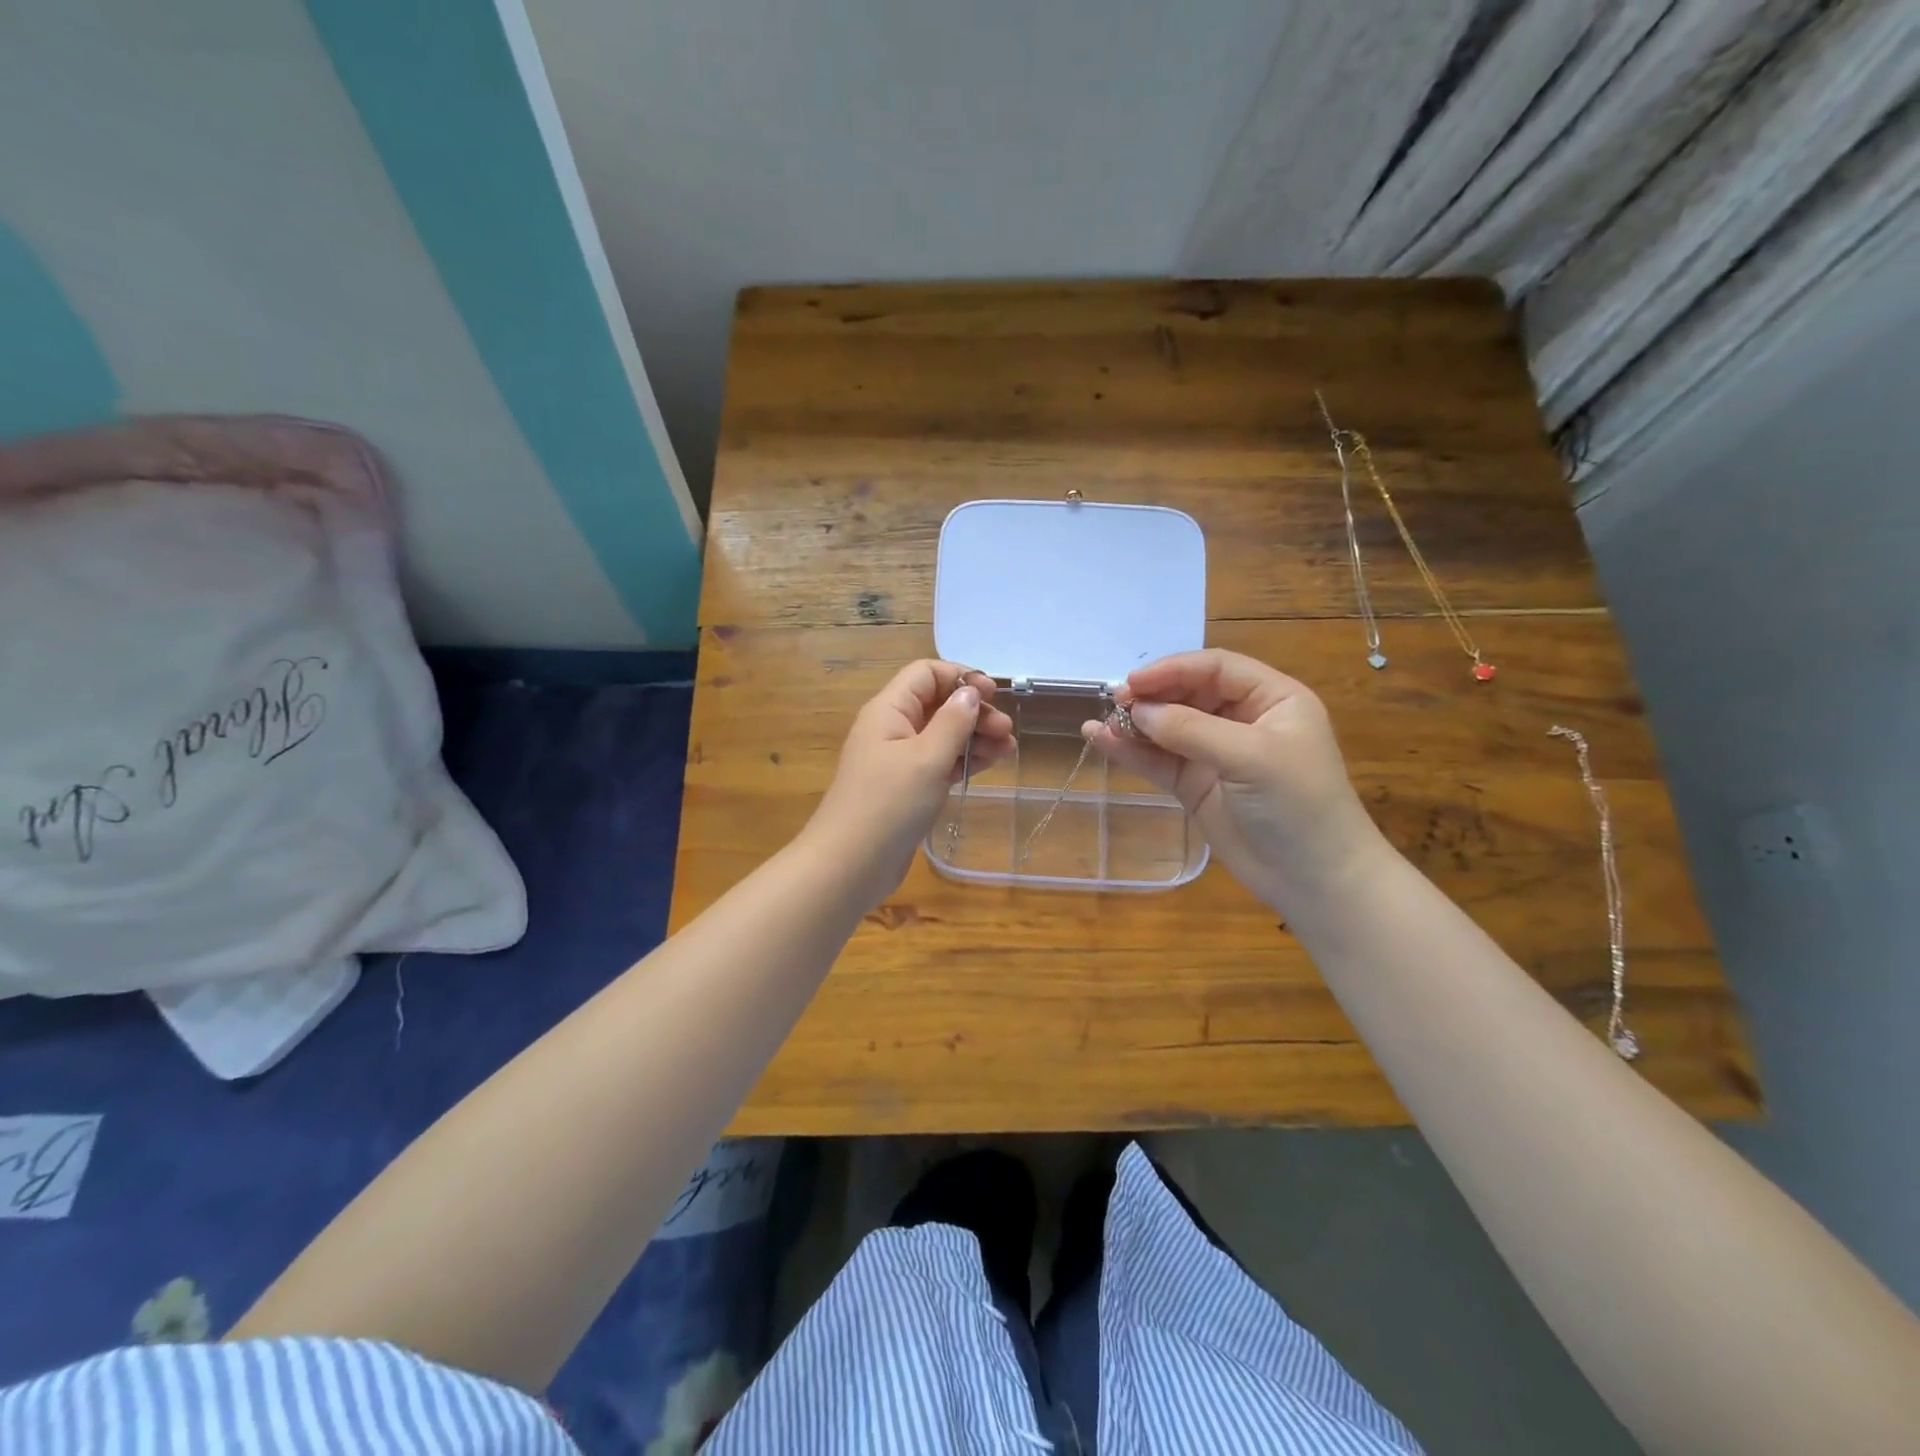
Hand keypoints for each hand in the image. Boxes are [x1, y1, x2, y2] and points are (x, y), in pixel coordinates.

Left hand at [807, 659, 1013, 904]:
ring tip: (1008, 749)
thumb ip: (953, 721)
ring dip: (975, 737)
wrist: (850, 864)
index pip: (926, 674)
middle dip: (974, 711)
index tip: (992, 694)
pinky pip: (940, 762)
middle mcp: (892, 728)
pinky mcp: (908, 788)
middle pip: (938, 704)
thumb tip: (969, 691)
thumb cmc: (888, 804)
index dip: (960, 677)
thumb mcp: (926, 758)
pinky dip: (964, 760)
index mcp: (889, 710)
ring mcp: (899, 760)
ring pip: (943, 735)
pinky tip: (991, 763)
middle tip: (1006, 731)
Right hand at [1085, 650, 1385, 913]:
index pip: (1215, 669)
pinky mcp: (1196, 785)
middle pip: (1188, 694)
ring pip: (1168, 727)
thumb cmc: (1297, 805)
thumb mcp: (1251, 757)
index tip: (1133, 683)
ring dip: (1135, 724)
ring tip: (1099, 723)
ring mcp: (1216, 754)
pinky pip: (1159, 760)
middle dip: (1152, 697)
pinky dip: (1131, 751)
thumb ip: (1191, 730)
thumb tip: (1137, 711)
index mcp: (1272, 699)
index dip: (1173, 669)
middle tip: (1115, 703)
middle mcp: (1242, 719)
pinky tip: (1101, 740)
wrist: (1315, 880)